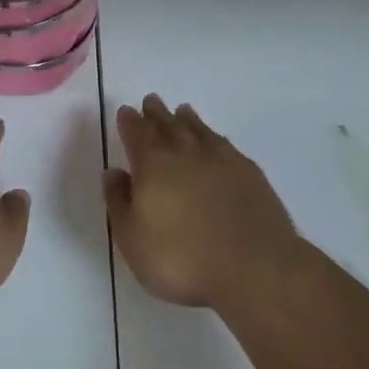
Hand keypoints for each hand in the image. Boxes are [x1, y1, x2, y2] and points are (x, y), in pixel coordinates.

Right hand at [106, 95, 298, 309]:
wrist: (254, 267)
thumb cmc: (183, 259)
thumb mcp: (133, 239)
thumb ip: (119, 202)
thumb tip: (114, 172)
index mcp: (153, 165)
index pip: (137, 134)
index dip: (129, 122)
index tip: (126, 111)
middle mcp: (185, 153)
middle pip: (167, 125)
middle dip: (156, 113)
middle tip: (151, 101)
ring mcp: (220, 159)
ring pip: (198, 129)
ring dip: (186, 119)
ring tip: (181, 110)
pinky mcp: (248, 172)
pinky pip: (224, 143)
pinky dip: (213, 136)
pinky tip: (215, 140)